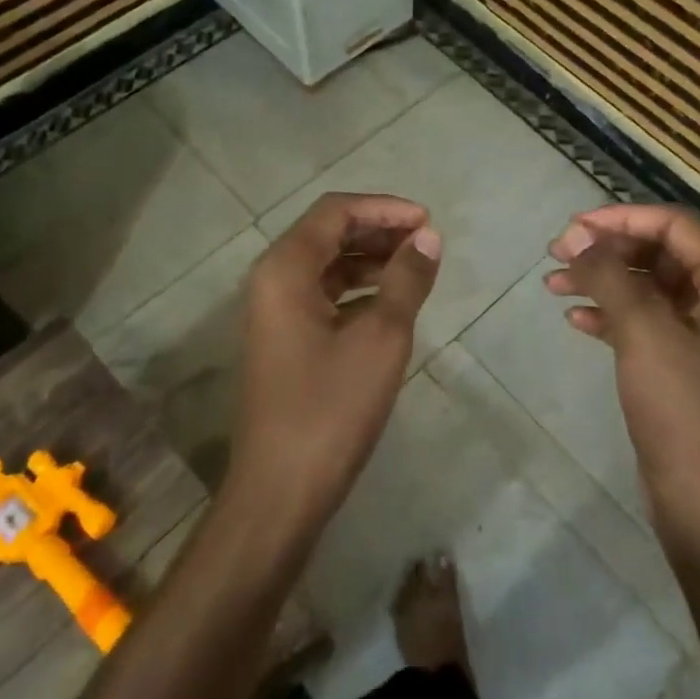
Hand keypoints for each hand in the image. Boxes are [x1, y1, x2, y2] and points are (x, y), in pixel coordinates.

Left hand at [227, 192, 441, 532]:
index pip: (335, 212)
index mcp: (285, 269)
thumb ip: (406, 280)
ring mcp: (273, 312)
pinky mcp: (282, 340)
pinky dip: (356, 290)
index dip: (384, 208)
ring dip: (369, 259)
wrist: (280, 490)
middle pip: (327, 233)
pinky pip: (322, 295)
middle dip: (378, 230)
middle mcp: (271, 280)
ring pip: (325, 265)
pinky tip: (389, 303)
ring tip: (415, 268)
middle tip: (425, 242)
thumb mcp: (381, 338)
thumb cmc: (331, 408)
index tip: (427, 222)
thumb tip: (428, 237)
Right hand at [547, 204, 699, 543]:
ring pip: (645, 286)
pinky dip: (609, 314)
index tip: (572, 228)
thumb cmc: (686, 410)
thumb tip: (578, 238)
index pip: (674, 225)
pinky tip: (576, 319)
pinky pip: (642, 321)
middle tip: (557, 253)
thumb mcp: (645, 332)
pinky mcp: (682, 365)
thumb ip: (610, 276)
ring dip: (601, 280)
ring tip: (553, 284)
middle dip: (606, 249)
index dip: (620, 218)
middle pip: (658, 252)